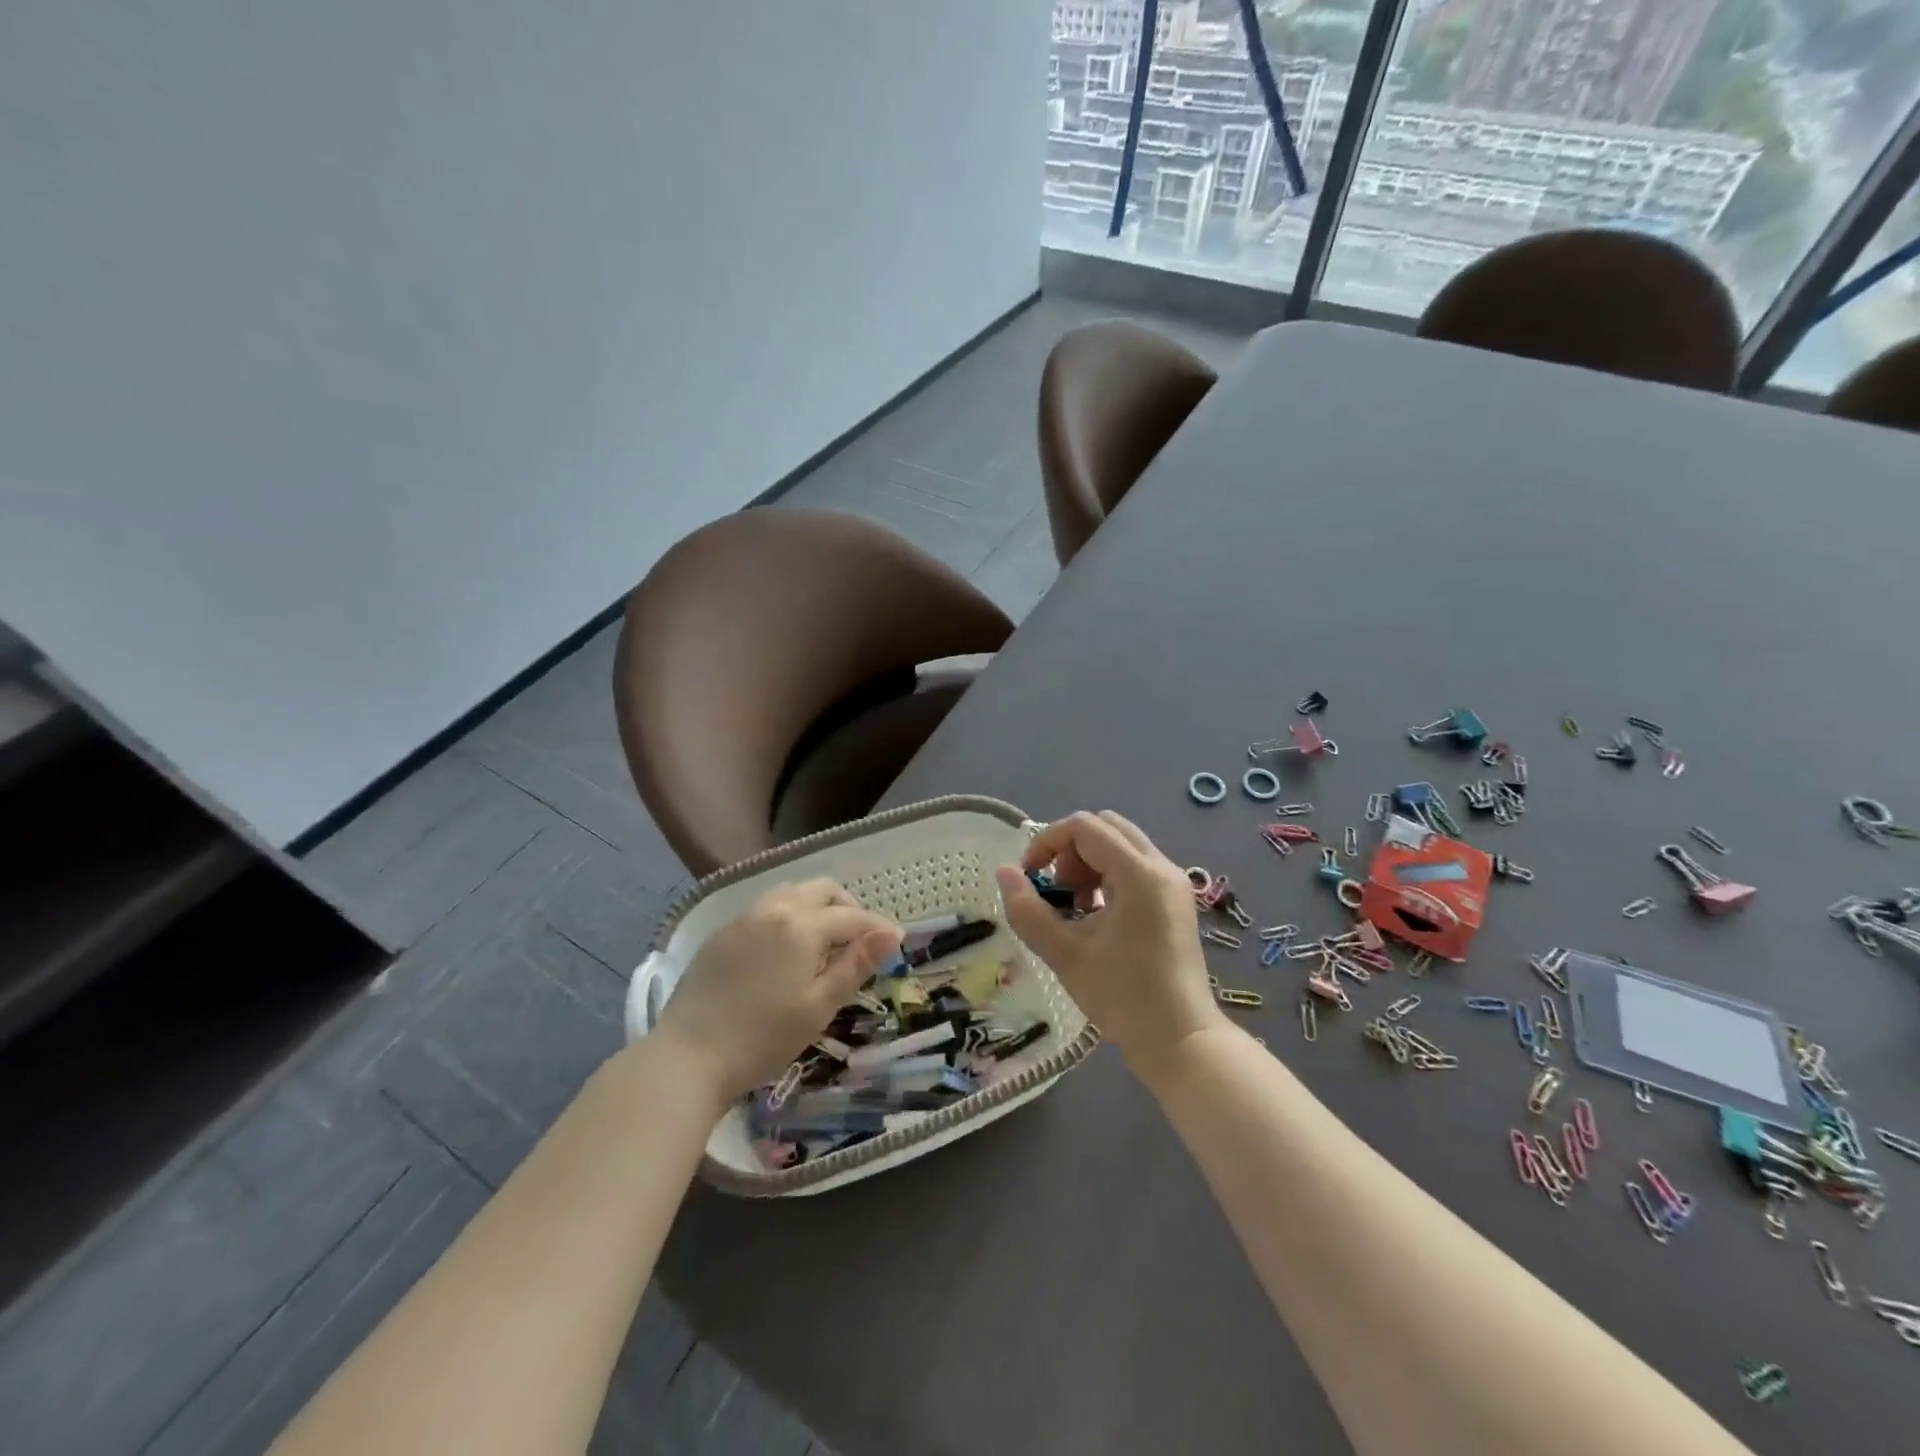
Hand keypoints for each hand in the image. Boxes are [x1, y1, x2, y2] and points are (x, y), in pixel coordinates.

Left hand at [653, 879, 899, 1102]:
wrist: (687, 1057)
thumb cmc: (762, 1038)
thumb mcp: (819, 1006)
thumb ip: (856, 964)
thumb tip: (891, 932)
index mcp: (801, 925)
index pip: (852, 916)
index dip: (877, 927)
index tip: (896, 941)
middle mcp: (773, 909)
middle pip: (821, 890)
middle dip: (847, 907)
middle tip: (858, 940)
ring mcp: (742, 919)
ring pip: (789, 893)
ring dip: (814, 907)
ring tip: (822, 942)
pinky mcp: (720, 935)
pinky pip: (763, 910)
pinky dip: (786, 917)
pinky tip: (783, 952)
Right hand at [995, 811, 1224, 1079]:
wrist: (1181, 1041)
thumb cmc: (1123, 997)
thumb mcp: (1065, 955)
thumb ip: (1029, 910)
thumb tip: (1004, 872)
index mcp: (1139, 874)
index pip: (1084, 827)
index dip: (1047, 842)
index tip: (1029, 877)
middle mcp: (1161, 867)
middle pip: (1106, 826)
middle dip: (1069, 849)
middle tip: (1056, 890)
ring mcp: (1172, 882)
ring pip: (1121, 844)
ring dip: (1088, 862)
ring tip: (1075, 907)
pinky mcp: (1175, 899)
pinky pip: (1135, 865)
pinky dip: (1108, 875)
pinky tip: (1096, 916)